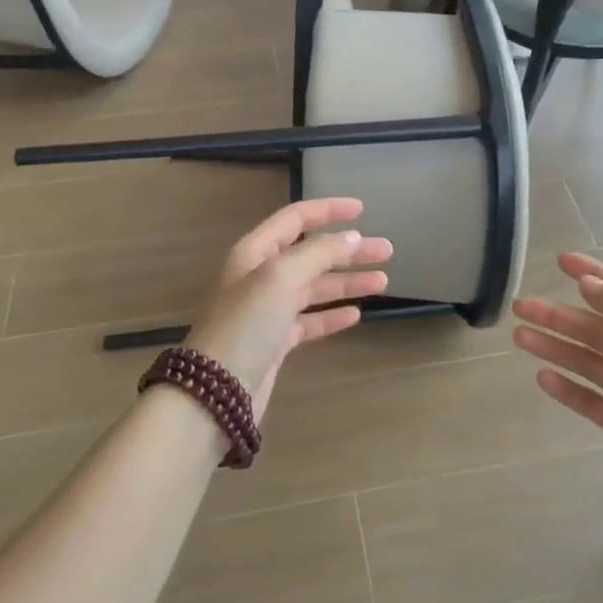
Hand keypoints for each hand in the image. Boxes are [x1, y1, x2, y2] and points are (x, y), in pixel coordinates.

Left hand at [186, 198, 391, 413]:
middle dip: (348, 250)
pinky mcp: (276, 342)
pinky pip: (310, 321)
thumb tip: (351, 237)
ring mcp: (268, 311)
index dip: (328, 210)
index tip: (362, 210)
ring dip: (347, 282)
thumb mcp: (280, 278)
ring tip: (383, 281)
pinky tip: (356, 314)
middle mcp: (261, 277)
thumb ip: (318, 253)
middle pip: (312, 254)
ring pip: (315, 288)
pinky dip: (332, 316)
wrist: (216, 392)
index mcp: (256, 252)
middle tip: (386, 250)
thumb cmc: (247, 324)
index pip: (295, 219)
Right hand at [513, 253, 602, 534]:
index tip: (560, 261)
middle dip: (558, 315)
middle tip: (521, 307)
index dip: (593, 273)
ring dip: (554, 346)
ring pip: (586, 360)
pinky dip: (566, 386)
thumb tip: (589, 281)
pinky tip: (542, 378)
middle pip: (595, 327)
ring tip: (519, 338)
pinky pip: (587, 396)